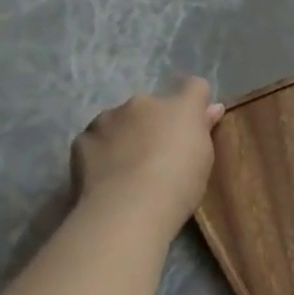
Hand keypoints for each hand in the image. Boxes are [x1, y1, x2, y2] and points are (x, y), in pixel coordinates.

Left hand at [71, 77, 224, 234]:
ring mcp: (107, 119)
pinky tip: (106, 177)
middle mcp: (142, 103)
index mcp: (179, 107)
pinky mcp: (82, 139)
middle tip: (158, 155)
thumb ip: (204, 128)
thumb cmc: (180, 183)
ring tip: (128, 169)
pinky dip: (101, 153)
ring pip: (120, 120)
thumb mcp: (204, 159)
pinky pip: (96, 140)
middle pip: (152, 106)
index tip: (196, 122)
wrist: (128, 208)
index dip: (196, 102)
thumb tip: (212, 108)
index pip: (195, 86)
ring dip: (125, 135)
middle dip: (154, 123)